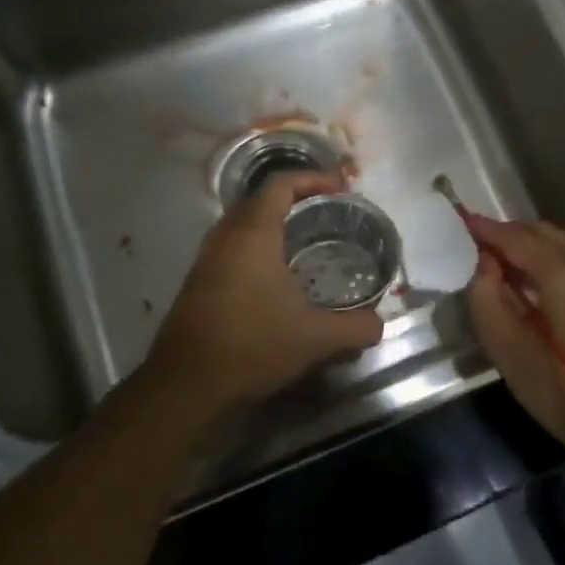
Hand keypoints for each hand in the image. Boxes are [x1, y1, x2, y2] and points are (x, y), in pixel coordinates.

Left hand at [144, 171, 384, 417]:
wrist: (185, 386)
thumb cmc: (252, 346)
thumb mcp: (315, 339)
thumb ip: (355, 327)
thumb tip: (378, 324)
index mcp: (253, 234)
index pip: (281, 185)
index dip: (313, 179)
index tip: (341, 188)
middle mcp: (225, 237)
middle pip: (259, 199)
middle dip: (295, 199)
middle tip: (327, 212)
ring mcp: (206, 260)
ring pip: (242, 225)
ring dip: (273, 224)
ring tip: (306, 241)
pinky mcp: (198, 284)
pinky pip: (232, 249)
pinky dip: (257, 248)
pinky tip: (277, 278)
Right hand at [463, 215, 564, 465]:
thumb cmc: (560, 393)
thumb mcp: (506, 349)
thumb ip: (485, 297)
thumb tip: (485, 263)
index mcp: (564, 273)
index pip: (515, 238)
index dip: (485, 229)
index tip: (459, 220)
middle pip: (539, 232)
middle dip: (506, 235)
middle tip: (473, 246)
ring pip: (558, 242)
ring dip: (526, 245)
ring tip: (496, 263)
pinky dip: (547, 257)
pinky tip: (529, 278)